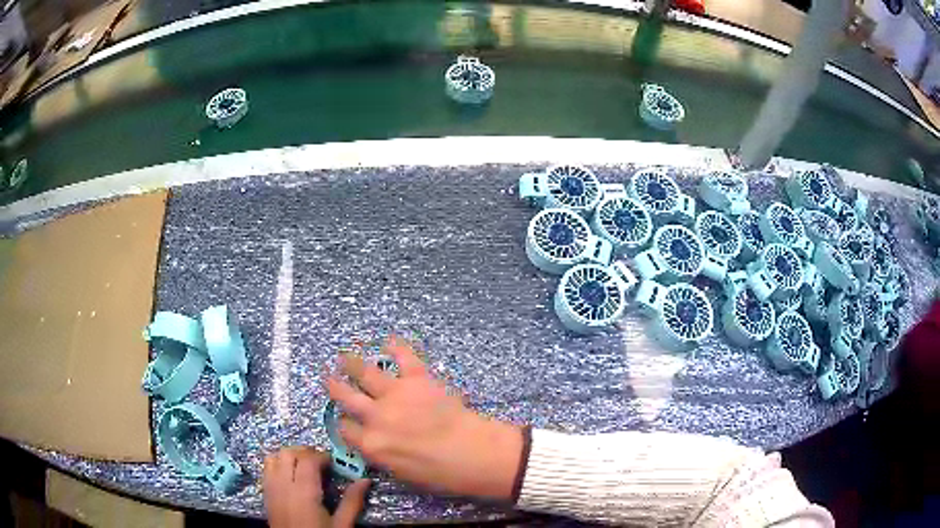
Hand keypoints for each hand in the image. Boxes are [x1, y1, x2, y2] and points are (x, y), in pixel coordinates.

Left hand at [263, 447, 369, 527]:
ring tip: (304, 466)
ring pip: (274, 457)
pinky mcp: (265, 494)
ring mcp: (271, 488)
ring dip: (289, 456)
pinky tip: (290, 476)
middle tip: (321, 463)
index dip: (322, 455)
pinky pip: (266, 469)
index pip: (308, 459)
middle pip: (288, 453)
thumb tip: (365, 480)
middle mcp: (283, 484)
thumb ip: (352, 502)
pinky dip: (277, 464)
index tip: (334, 463)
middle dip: (305, 452)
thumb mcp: (341, 525)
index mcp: (304, 492)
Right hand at [327, 337, 523, 500]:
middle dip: (334, 387)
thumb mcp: (402, 475)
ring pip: (365, 373)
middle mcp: (375, 417)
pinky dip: (396, 347)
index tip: (345, 419)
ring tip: (343, 357)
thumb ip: (383, 456)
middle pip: (346, 398)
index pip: (345, 430)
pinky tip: (389, 342)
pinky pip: (403, 358)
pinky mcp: (417, 379)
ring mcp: (394, 395)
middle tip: (328, 378)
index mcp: (371, 445)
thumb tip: (377, 446)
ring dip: (351, 363)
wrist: (472, 453)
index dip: (344, 424)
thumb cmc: (441, 474)